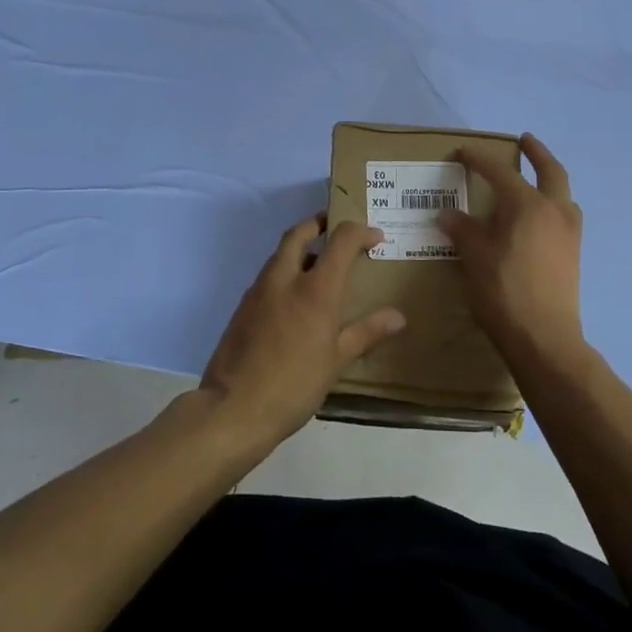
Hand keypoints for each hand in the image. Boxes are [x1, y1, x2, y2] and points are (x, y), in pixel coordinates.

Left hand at [198, 216, 404, 451]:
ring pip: (280, 253)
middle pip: (300, 232)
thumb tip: (398, 316)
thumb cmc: (294, 385)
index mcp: (315, 288)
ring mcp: (259, 291)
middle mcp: (284, 279)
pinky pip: (268, 276)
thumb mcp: (337, 361)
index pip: (341, 239)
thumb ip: (367, 332)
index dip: (360, 231)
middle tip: (336, 227)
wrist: (233, 408)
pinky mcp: (243, 307)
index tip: (375, 238)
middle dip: (319, 223)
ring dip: (301, 247)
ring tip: (320, 264)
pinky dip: (286, 271)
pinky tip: (296, 298)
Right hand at [439, 133, 586, 363]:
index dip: (479, 160)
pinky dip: (552, 205)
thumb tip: (448, 214)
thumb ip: (462, 230)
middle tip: (524, 140)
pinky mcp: (573, 254)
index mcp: (528, 205)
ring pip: (563, 194)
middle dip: (537, 153)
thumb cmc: (504, 292)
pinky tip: (537, 219)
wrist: (544, 338)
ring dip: (550, 180)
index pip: (500, 172)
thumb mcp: (474, 257)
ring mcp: (569, 233)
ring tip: (533, 180)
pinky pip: (564, 216)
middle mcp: (555, 211)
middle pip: (551, 171)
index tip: (462, 152)